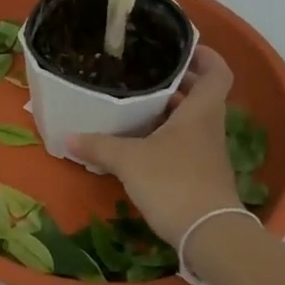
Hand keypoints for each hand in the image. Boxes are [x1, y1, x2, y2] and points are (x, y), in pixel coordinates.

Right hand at [66, 47, 240, 246]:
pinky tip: (141, 141)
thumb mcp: (129, 160)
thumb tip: (67, 137)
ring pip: (193, 119)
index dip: (205, 56)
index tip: (182, 48)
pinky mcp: (201, 174)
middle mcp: (209, 126)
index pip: (217, 72)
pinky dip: (167, 135)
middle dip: (178, 81)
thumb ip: (99, 146)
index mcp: (200, 111)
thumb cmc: (173, 183)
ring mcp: (208, 152)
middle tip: (147, 72)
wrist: (208, 236)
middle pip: (202, 94)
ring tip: (138, 102)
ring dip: (171, 109)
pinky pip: (186, 142)